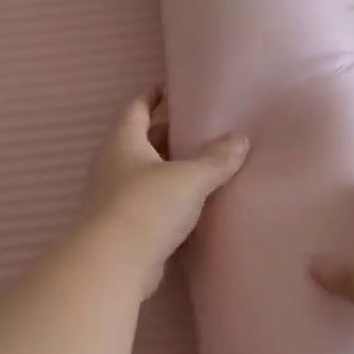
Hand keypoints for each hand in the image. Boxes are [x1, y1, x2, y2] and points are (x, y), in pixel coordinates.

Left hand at [80, 88, 248, 294]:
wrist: (113, 264)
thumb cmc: (147, 207)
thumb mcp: (189, 178)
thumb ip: (216, 159)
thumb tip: (241, 139)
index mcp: (123, 142)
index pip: (136, 109)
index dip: (152, 96)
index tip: (170, 88)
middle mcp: (113, 165)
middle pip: (141, 141)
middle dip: (167, 133)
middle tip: (200, 128)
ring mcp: (114, 197)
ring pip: (145, 173)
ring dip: (169, 167)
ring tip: (202, 163)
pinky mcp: (122, 226)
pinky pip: (148, 202)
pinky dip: (168, 197)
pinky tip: (191, 202)